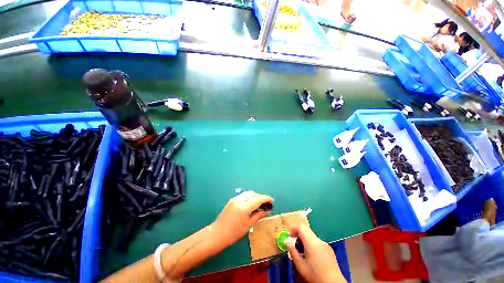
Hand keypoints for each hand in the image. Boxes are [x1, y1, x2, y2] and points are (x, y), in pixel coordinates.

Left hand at [212, 191, 273, 246]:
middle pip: (253, 193)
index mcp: (245, 206)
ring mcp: (235, 198)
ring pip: (248, 193)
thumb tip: (267, 210)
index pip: (259, 198)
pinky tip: (249, 205)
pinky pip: (243, 195)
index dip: (267, 198)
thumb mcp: (249, 224)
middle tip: (264, 204)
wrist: (218, 233)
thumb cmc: (235, 232)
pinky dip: (248, 198)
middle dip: (260, 197)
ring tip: (257, 205)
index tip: (272, 200)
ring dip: (254, 196)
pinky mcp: (231, 200)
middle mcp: (240, 199)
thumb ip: (259, 215)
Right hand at [286, 224, 344, 282]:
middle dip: (299, 235)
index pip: (301, 227)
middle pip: (306, 230)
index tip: (290, 236)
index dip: (294, 229)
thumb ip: (292, 251)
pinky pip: (318, 242)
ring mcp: (325, 244)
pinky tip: (313, 257)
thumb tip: (286, 240)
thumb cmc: (315, 274)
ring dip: (305, 240)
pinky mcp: (329, 249)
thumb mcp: (300, 265)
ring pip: (312, 237)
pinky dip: (312, 245)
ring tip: (303, 253)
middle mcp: (319, 240)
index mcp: (311, 242)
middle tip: (295, 245)